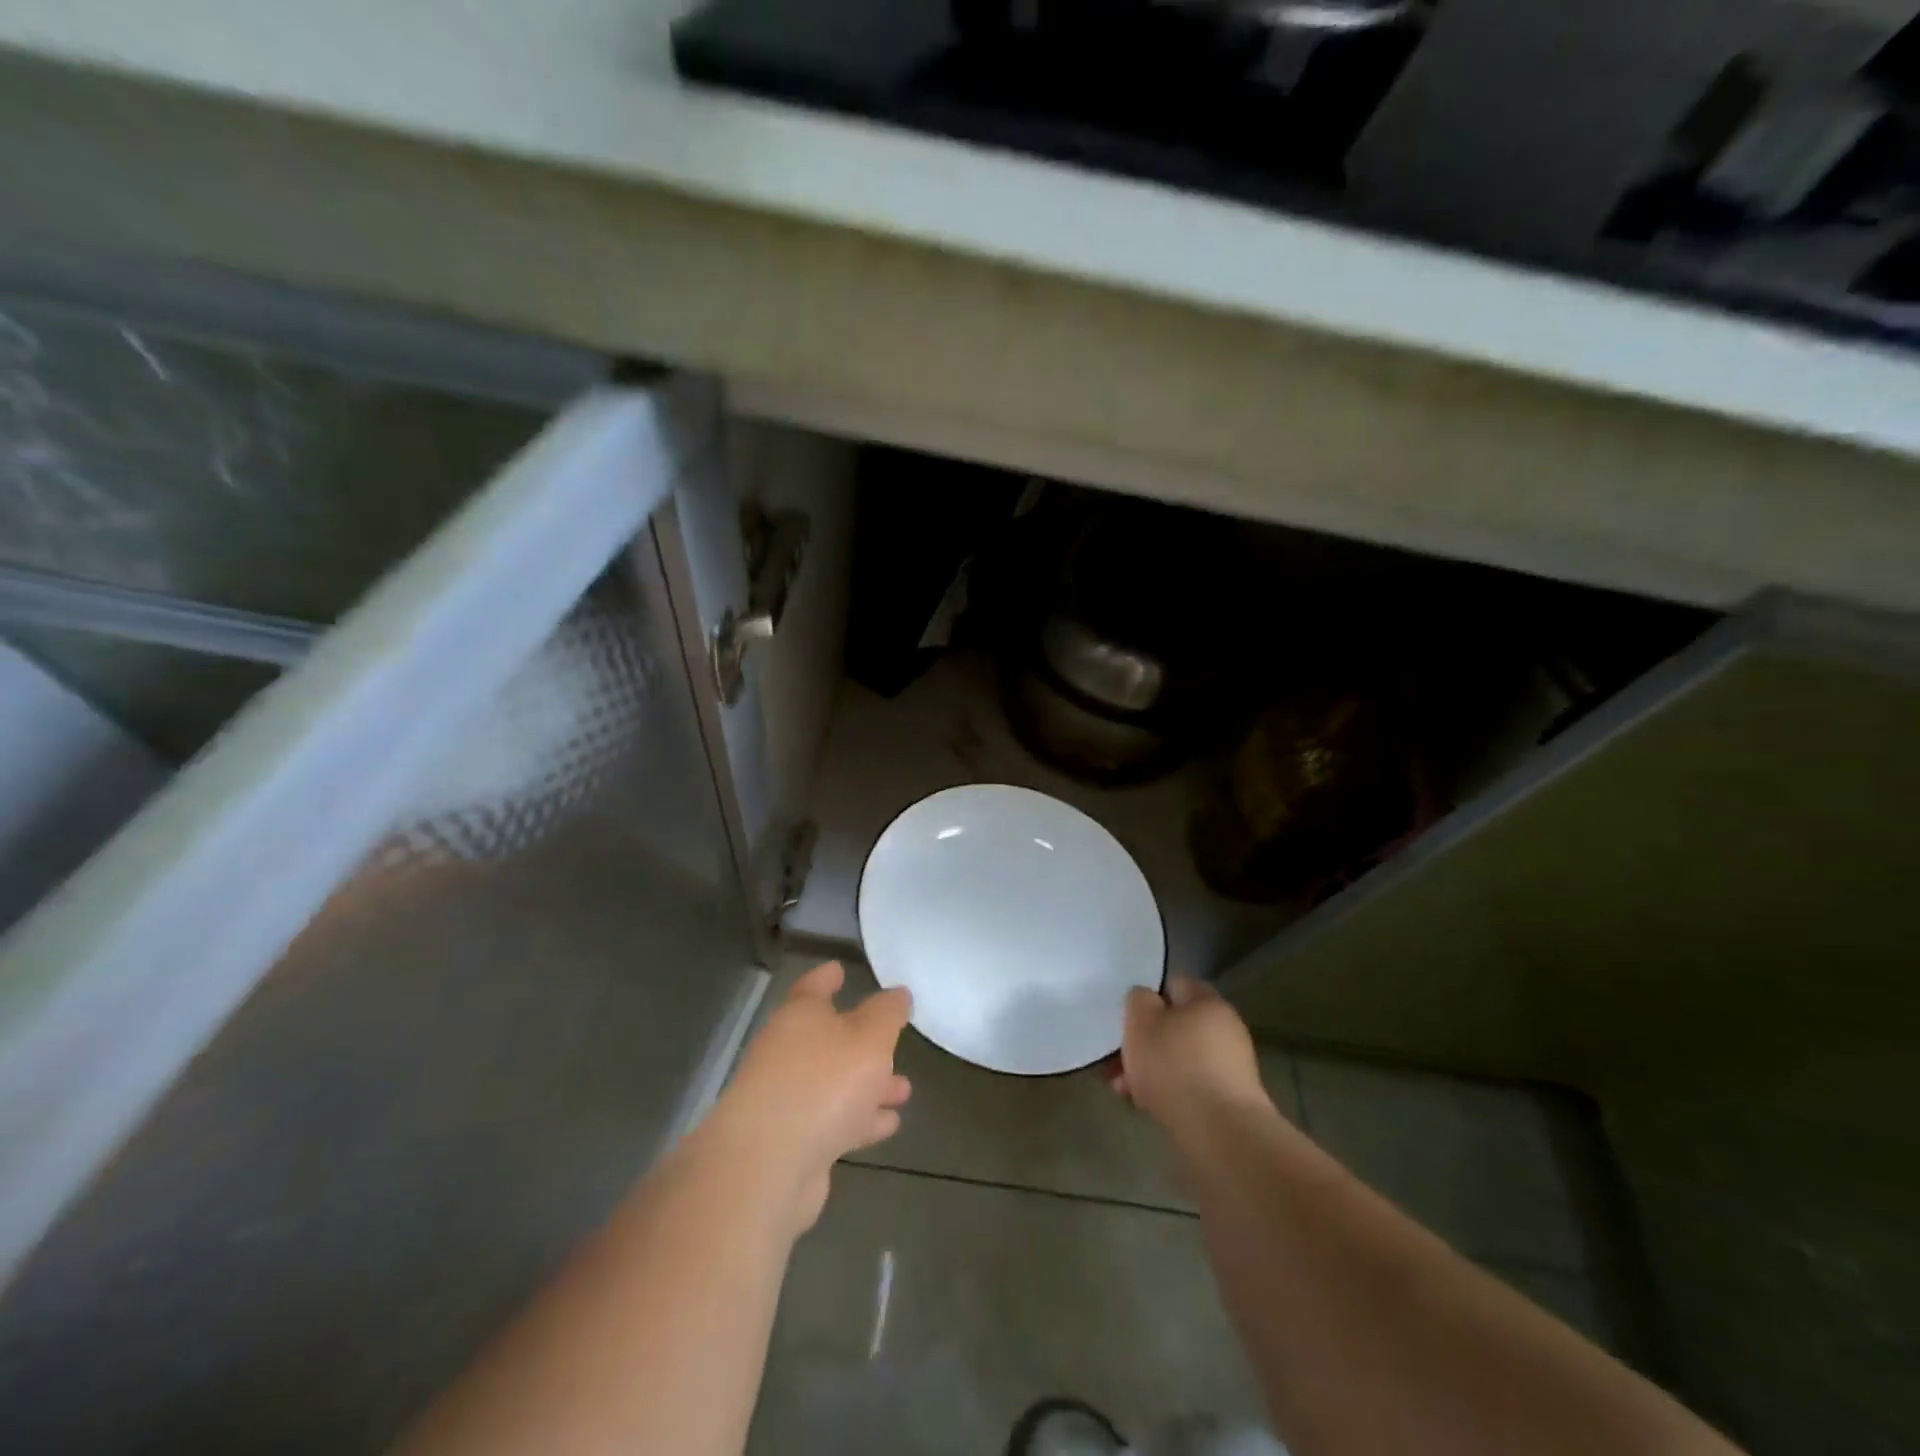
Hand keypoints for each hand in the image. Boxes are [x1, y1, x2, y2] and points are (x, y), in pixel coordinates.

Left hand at [714, 962, 912, 1231]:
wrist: (768, 1165)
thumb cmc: (824, 1082)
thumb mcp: (870, 1037)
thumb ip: (887, 1013)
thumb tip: (897, 994)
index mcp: (799, 1016)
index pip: (814, 986)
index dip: (828, 977)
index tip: (840, 969)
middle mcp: (786, 1051)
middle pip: (828, 1039)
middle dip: (863, 1042)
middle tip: (894, 1042)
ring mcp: (785, 1098)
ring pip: (835, 1083)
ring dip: (869, 1085)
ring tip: (904, 1090)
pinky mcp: (791, 1141)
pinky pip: (833, 1120)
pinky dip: (859, 1120)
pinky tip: (888, 1124)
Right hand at [1112, 974, 1268, 1131]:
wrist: (1221, 1135)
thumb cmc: (1176, 1066)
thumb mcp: (1141, 1020)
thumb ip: (1138, 1000)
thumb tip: (1146, 1000)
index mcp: (1208, 1001)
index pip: (1174, 984)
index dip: (1147, 996)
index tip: (1126, 1016)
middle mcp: (1225, 1030)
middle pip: (1174, 1026)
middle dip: (1143, 1042)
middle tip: (1117, 1059)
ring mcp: (1231, 1068)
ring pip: (1178, 1059)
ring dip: (1150, 1070)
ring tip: (1123, 1089)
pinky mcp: (1229, 1102)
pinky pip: (1189, 1088)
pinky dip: (1167, 1093)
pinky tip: (1144, 1107)